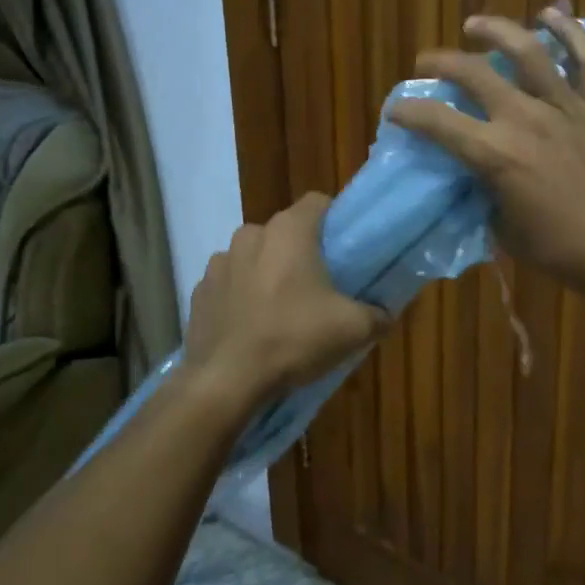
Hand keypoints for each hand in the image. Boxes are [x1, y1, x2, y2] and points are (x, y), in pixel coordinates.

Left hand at [183, 194, 387, 409]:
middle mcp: (250, 235)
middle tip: (319, 286)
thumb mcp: (352, 329)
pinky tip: (252, 327)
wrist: (227, 381)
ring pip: (254, 257)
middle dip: (300, 252)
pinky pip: (229, 284)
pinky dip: (241, 297)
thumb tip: (384, 315)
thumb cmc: (293, 339)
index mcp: (288, 231)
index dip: (334, 220)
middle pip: (285, 232)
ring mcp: (219, 263)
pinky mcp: (199, 292)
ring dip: (267, 273)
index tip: (345, 249)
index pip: (317, 202)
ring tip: (282, 310)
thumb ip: (377, 314)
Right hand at [387, 10, 584, 303]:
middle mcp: (525, 119)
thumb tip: (479, 178)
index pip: (438, 123)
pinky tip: (552, 14)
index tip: (396, 110)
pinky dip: (570, 32)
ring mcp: (566, 106)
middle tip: (426, 64)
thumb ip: (487, 196)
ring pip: (527, 51)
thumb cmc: (566, 252)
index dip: (409, 112)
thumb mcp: (506, 233)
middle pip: (474, 74)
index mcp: (496, 155)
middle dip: (441, 63)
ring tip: (475, 25)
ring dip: (495, 31)